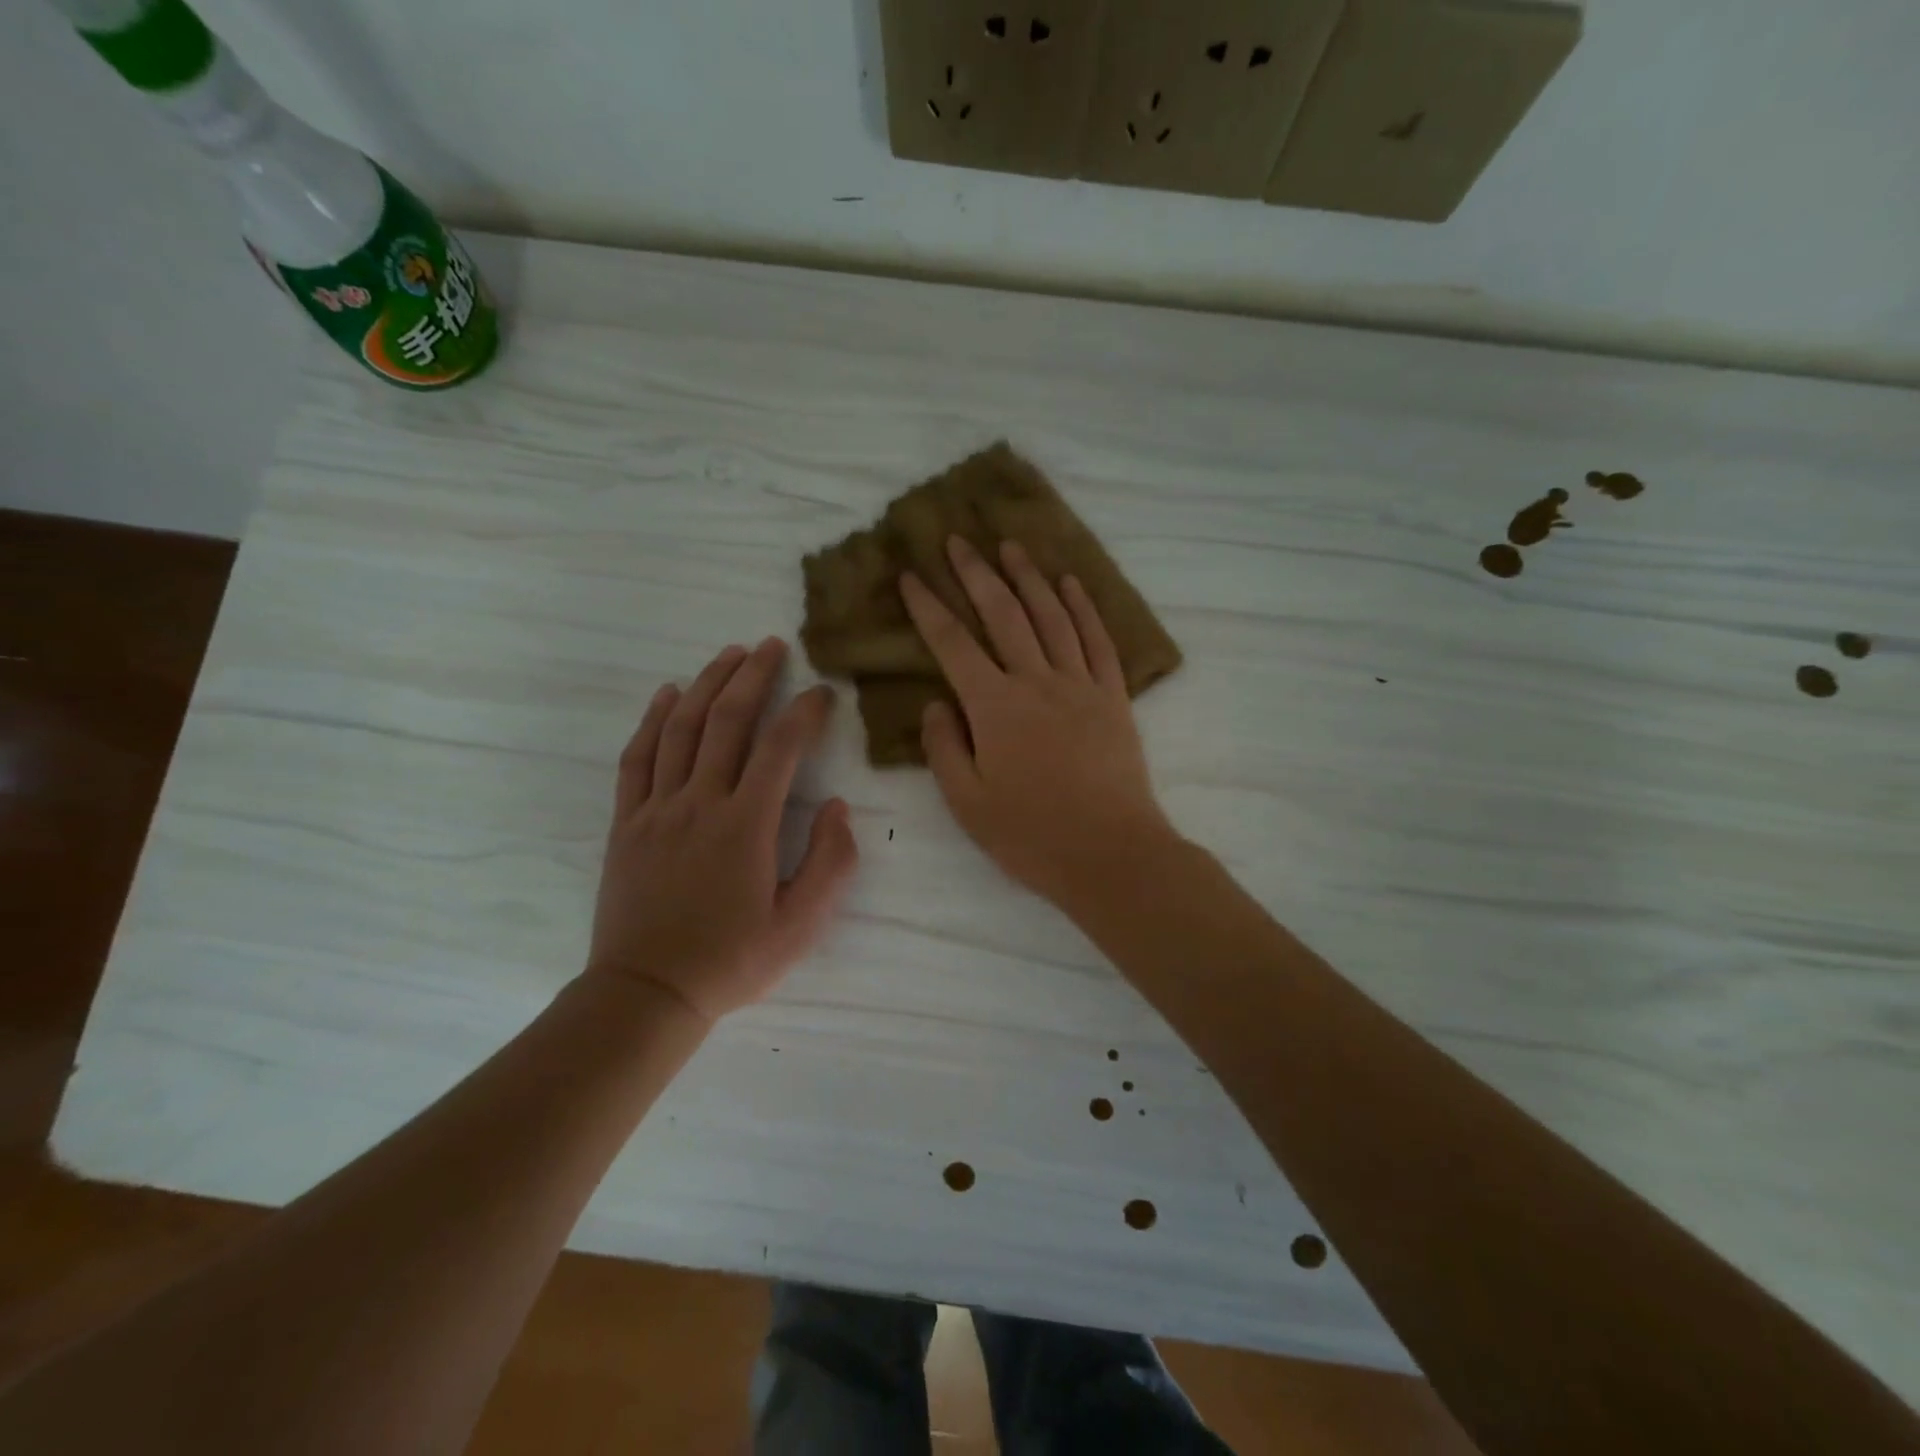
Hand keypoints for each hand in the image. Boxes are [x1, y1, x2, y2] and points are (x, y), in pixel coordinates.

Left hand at [587, 639, 858, 1022]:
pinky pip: (638, 758)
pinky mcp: (628, 822)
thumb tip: (837, 807)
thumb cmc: (732, 961)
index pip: (781, 748)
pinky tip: (667, 695)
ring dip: (706, 684)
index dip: (805, 712)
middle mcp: (700, 803)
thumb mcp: (801, 925)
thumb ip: (830, 863)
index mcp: (746, 825)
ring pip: (681, 729)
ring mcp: (658, 809)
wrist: (647, 994)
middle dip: (752, 676)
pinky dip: (653, 720)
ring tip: (728, 654)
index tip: (822, 692)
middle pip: (726, 721)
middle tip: (772, 645)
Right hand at [900, 537, 1176, 912]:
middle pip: (1002, 614)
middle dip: (976, 573)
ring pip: (1051, 616)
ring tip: (1010, 546)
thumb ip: (944, 746)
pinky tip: (1070, 584)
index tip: (911, 575)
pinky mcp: (1114, 697)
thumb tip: (937, 702)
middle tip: (958, 539)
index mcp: (994, 707)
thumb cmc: (1031, 835)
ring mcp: (1080, 685)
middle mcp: (1036, 682)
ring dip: (1029, 577)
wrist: (1111, 854)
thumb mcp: (966, 802)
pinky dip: (1083, 607)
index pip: (952, 644)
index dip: (928, 607)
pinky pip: (1097, 640)